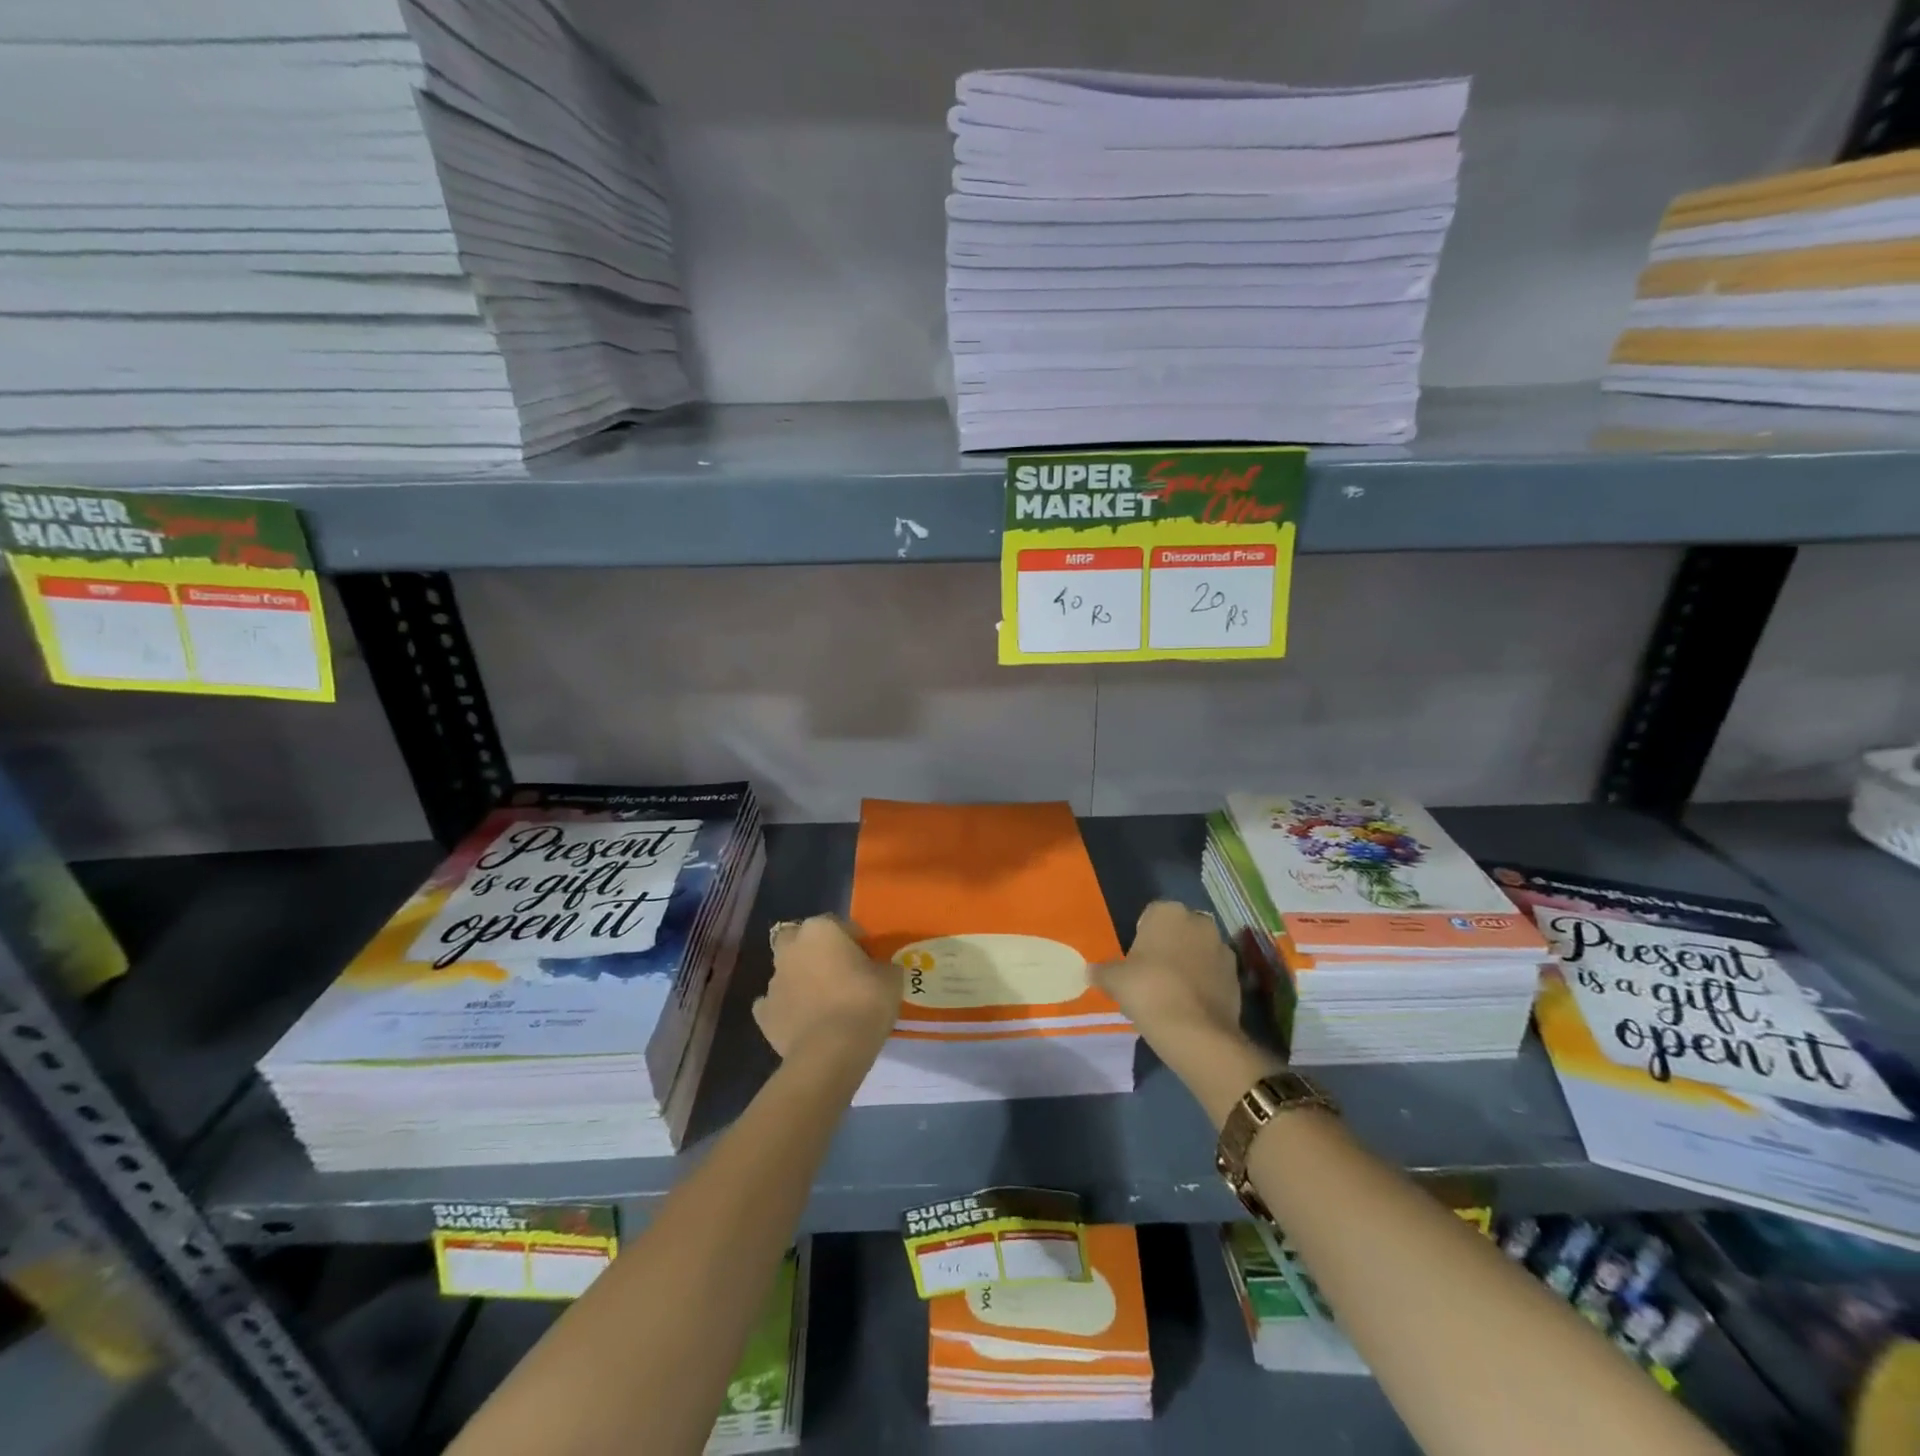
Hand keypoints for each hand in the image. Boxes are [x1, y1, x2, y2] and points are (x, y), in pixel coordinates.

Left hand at [753, 915, 901, 1064]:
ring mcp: (773, 981)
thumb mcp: (891, 979)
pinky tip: (803, 1023)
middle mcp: (792, 948)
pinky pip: (775, 1005)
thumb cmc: (864, 1003)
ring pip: (787, 972)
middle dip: (814, 952)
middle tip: (837, 973)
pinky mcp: (763, 1013)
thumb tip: (878, 969)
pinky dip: (787, 1010)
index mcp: (821, 929)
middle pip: (800, 940)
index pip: (840, 925)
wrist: (830, 1051)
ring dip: (800, 981)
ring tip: (823, 1003)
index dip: (855, 942)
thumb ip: (882, 966)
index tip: (868, 961)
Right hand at [1094, 901, 1243, 1046]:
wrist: (1195, 1032)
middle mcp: (1200, 922)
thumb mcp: (1115, 980)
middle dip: (1169, 947)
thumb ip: (1102, 971)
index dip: (1142, 936)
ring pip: (1198, 951)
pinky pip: (1213, 974)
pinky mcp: (1237, 977)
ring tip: (1171, 993)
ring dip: (1188, 964)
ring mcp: (1223, 949)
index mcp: (1168, 912)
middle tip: (1151, 975)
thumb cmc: (1148, 990)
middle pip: (1178, 931)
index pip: (1151, 915)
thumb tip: (1090, 972)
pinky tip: (1189, 1006)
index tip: (1135, 960)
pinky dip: (1204, 984)